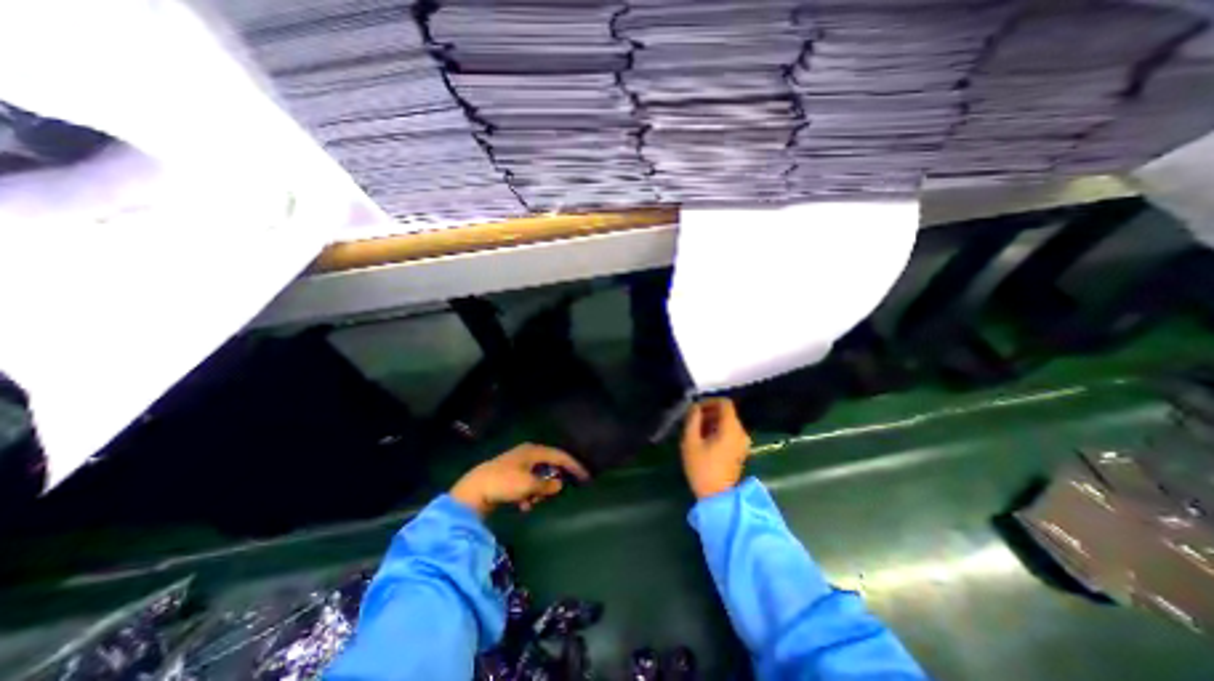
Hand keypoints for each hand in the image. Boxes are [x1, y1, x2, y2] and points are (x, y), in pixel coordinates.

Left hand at [454, 445, 591, 513]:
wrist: (474, 490)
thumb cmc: (504, 483)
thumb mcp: (528, 485)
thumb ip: (546, 485)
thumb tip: (559, 485)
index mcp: (534, 451)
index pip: (560, 456)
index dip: (574, 466)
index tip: (585, 477)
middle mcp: (527, 454)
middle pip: (549, 466)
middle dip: (554, 481)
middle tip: (561, 493)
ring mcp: (517, 464)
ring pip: (537, 477)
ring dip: (540, 490)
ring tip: (536, 503)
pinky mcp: (509, 476)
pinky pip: (527, 484)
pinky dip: (529, 494)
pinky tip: (524, 505)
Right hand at [683, 398, 749, 499]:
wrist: (717, 497)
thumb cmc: (702, 468)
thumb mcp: (691, 442)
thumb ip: (692, 420)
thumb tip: (694, 407)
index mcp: (731, 428)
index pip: (725, 403)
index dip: (709, 401)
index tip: (695, 409)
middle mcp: (741, 432)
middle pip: (727, 412)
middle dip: (709, 412)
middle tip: (692, 420)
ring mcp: (743, 442)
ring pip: (728, 422)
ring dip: (712, 421)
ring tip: (696, 431)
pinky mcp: (740, 450)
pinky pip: (730, 432)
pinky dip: (718, 430)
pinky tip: (705, 440)